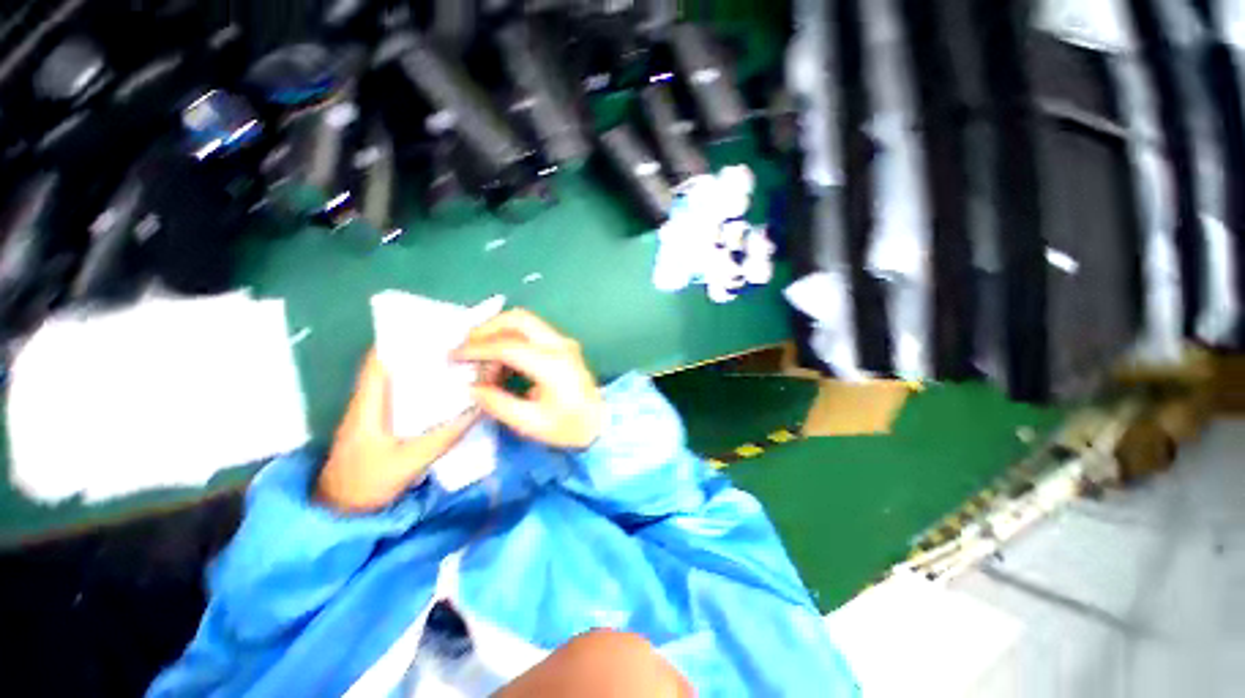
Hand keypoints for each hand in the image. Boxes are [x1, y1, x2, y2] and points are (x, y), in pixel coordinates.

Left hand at [317, 350, 477, 512]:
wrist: (340, 513)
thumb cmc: (368, 484)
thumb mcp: (411, 460)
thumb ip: (446, 434)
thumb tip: (479, 408)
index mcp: (368, 403)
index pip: (380, 359)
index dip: (404, 339)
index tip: (436, 331)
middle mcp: (369, 400)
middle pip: (393, 364)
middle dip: (423, 351)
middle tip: (456, 345)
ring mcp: (373, 412)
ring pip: (399, 380)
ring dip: (424, 369)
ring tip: (456, 363)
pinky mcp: (381, 423)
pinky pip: (404, 397)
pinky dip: (423, 388)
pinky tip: (445, 391)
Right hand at [453, 309, 604, 449]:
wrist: (601, 423)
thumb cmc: (570, 427)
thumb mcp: (530, 423)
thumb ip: (498, 403)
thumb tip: (472, 387)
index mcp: (552, 365)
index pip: (508, 346)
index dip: (477, 349)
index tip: (454, 357)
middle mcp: (559, 345)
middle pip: (518, 318)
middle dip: (487, 327)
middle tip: (466, 346)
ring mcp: (563, 342)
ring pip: (525, 320)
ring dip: (498, 330)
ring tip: (480, 354)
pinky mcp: (563, 345)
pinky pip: (532, 331)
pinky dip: (511, 336)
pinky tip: (500, 359)